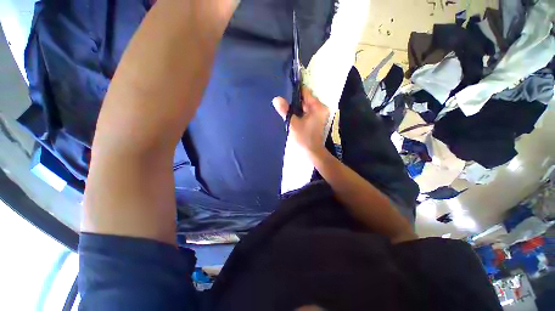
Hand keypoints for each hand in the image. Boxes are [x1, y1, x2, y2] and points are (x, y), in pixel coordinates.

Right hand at [273, 88, 329, 153]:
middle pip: (306, 100)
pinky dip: (300, 113)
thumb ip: (285, 110)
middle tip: (283, 102)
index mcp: (318, 107)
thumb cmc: (303, 138)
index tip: (284, 90)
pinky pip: (307, 112)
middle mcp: (321, 108)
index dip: (295, 91)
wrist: (312, 152)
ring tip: (285, 109)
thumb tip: (276, 99)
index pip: (306, 92)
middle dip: (294, 101)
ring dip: (296, 108)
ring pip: (305, 107)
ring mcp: (319, 115)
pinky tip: (292, 116)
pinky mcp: (316, 120)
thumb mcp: (292, 123)